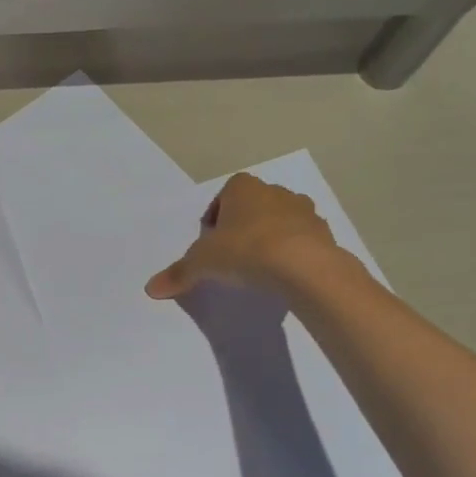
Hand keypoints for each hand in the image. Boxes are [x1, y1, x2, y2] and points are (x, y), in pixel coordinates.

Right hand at [145, 172, 338, 299]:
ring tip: (257, 266)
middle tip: (231, 254)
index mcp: (243, 188)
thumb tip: (151, 289)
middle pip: (253, 206)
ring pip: (279, 220)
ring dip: (268, 237)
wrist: (304, 267)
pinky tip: (281, 274)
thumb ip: (179, 273)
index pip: (225, 194)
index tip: (211, 241)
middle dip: (242, 225)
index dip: (216, 216)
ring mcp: (304, 211)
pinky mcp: (324, 233)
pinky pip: (301, 239)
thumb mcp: (202, 263)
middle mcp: (275, 192)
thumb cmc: (246, 251)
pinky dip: (291, 251)